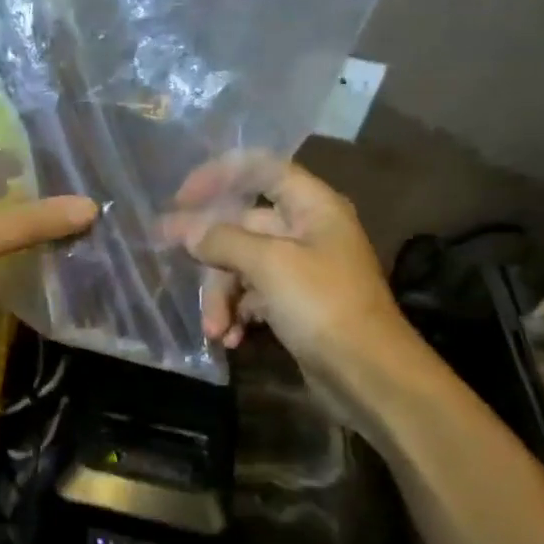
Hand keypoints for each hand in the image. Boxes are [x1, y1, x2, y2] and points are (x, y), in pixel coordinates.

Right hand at [171, 155, 412, 383]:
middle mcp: (307, 231)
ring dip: (222, 296)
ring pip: (243, 266)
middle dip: (212, 255)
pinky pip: (254, 296)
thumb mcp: (270, 265)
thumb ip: (223, 240)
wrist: (368, 374)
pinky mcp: (295, 304)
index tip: (182, 199)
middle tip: (175, 264)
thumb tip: (186, 230)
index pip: (261, 169)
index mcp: (312, 207)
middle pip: (243, 226)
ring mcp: (301, 270)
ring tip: (214, 329)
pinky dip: (238, 314)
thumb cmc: (323, 306)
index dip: (220, 175)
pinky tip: (231, 338)